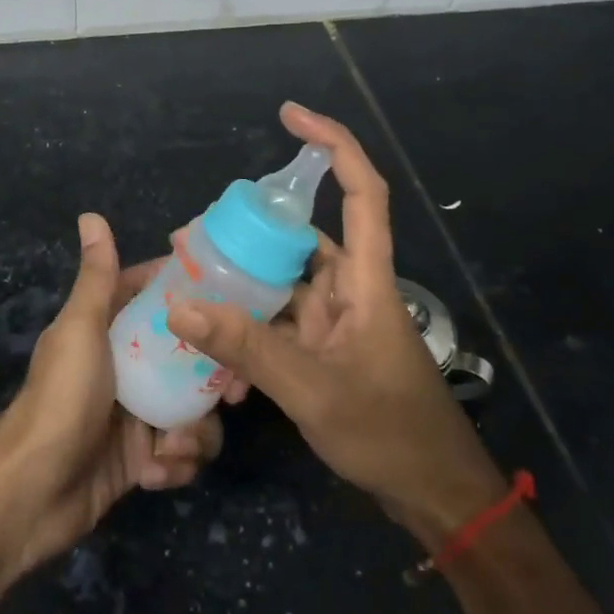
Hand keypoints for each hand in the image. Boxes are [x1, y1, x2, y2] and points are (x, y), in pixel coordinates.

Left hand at [0, 212, 233, 573]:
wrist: (32, 493)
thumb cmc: (62, 399)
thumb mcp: (81, 330)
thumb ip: (97, 277)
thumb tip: (91, 215)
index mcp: (110, 330)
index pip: (158, 299)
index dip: (193, 298)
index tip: (232, 302)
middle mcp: (126, 367)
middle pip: (188, 358)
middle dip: (213, 378)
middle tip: (231, 392)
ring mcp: (136, 414)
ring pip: (192, 410)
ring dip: (193, 433)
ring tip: (173, 447)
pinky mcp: (142, 459)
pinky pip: (181, 453)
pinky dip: (174, 465)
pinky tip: (153, 474)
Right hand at [167, 103, 507, 551]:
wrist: (433, 497)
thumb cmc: (389, 433)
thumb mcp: (312, 390)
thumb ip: (246, 347)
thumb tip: (180, 305)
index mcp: (366, 280)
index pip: (361, 193)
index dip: (332, 145)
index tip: (291, 115)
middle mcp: (350, 289)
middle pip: (299, 238)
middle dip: (247, 233)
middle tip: (192, 238)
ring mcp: (336, 321)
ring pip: (282, 284)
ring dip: (241, 289)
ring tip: (189, 289)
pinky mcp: (325, 349)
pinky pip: (279, 324)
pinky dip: (249, 331)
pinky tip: (215, 354)